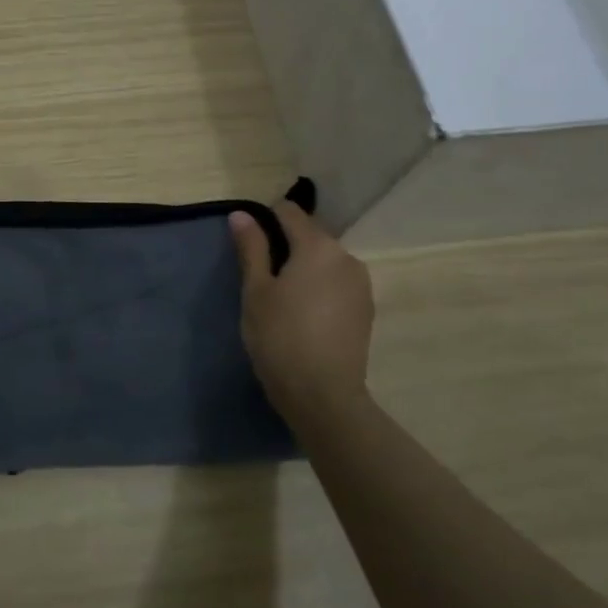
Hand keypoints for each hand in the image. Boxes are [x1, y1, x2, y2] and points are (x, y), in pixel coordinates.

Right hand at [229, 199, 374, 428]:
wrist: (324, 396)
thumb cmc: (280, 337)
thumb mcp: (256, 291)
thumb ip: (251, 248)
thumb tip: (242, 214)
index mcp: (318, 246)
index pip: (289, 212)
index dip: (265, 220)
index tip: (248, 244)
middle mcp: (346, 257)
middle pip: (310, 235)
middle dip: (286, 245)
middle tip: (260, 276)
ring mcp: (361, 284)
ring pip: (325, 260)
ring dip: (304, 267)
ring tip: (282, 298)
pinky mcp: (366, 309)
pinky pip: (337, 283)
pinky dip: (319, 287)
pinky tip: (304, 315)